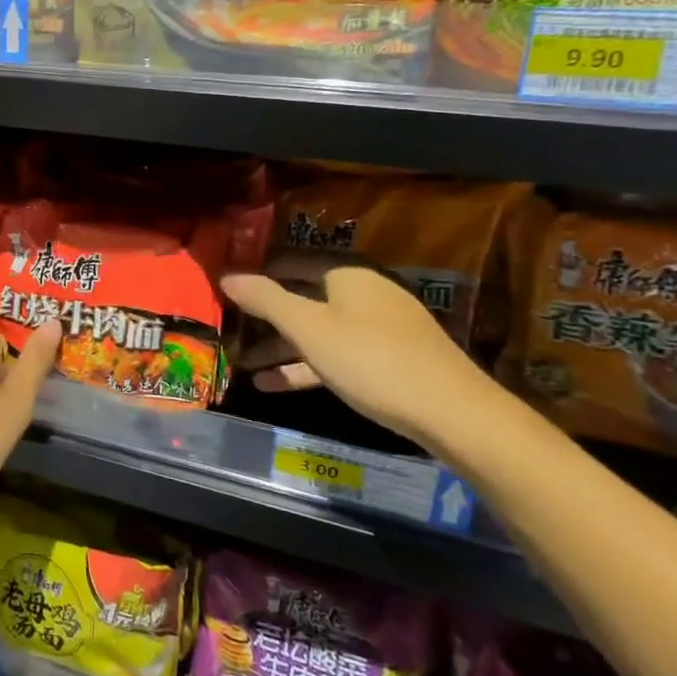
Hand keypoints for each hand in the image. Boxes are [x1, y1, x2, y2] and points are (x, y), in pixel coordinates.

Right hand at [222, 263, 496, 449]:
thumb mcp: (308, 328)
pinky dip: (305, 367)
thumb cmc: (370, 359)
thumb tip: (226, 274)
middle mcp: (364, 293)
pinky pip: (336, 355)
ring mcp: (379, 328)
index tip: (225, 290)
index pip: (291, 263)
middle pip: (303, 299)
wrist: (451, 412)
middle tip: (228, 329)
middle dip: (265, 317)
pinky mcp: (389, 360)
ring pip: (318, 331)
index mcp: (347, 275)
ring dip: (280, 347)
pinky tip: (273, 385)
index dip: (257, 275)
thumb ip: (265, 299)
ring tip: (241, 363)